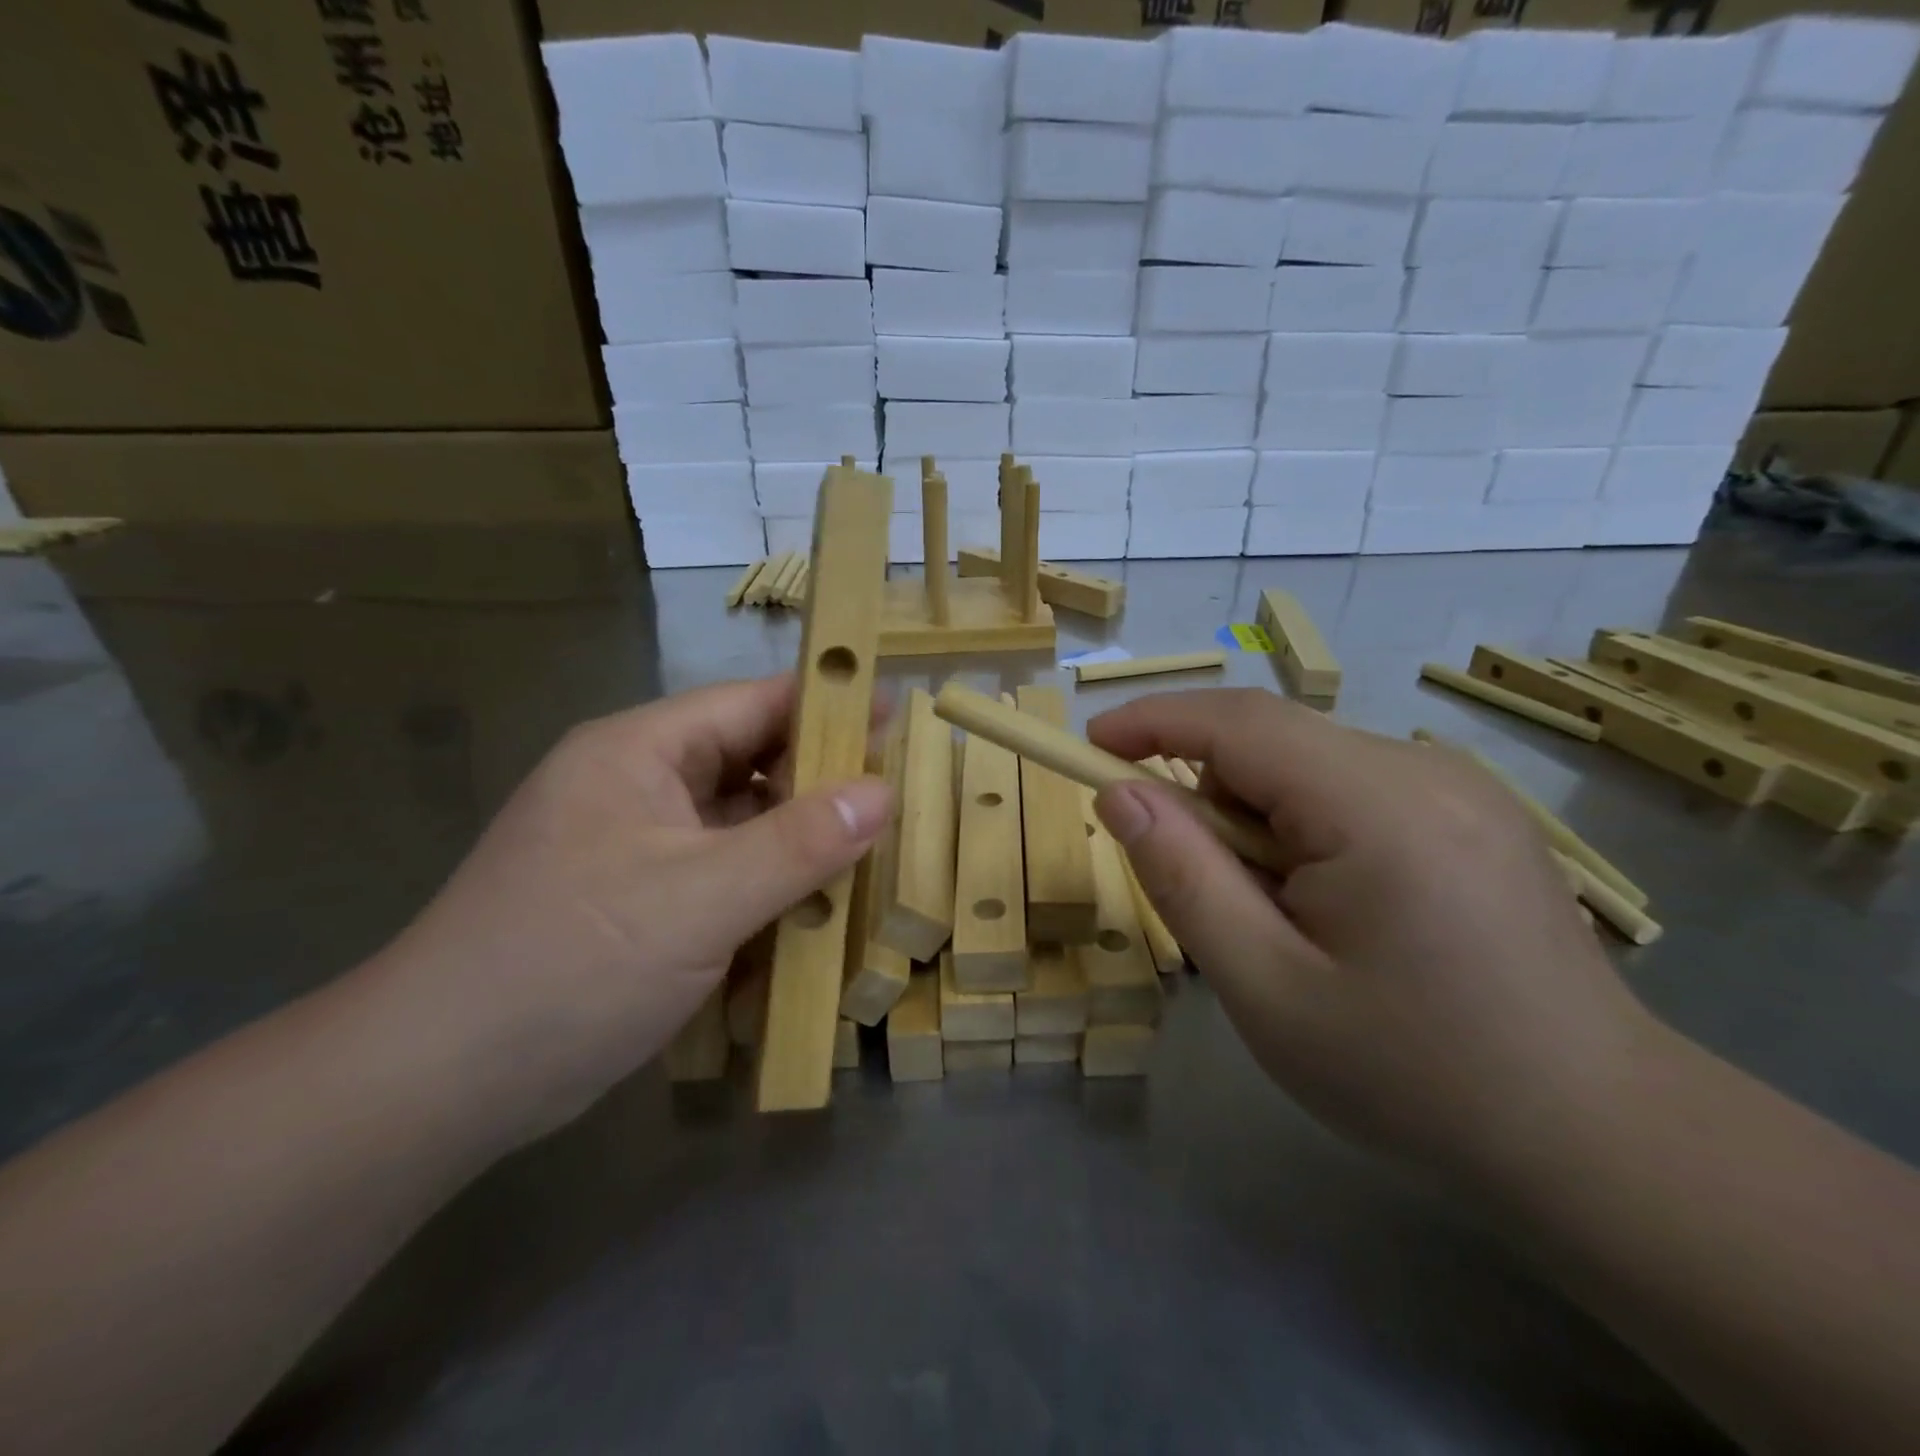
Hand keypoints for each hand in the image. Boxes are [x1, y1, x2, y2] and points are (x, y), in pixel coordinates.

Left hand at [373, 675, 890, 1144]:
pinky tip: (814, 910)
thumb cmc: (572, 963)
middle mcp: (638, 786)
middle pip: (749, 762)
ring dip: (798, 841)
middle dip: (820, 781)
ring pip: (741, 823)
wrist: (438, 1083)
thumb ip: (799, 842)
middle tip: (897, 798)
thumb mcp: (701, 898)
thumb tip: (882, 792)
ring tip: (872, 853)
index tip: (898, 717)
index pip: (752, 704)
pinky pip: (723, 873)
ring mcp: (637, 847)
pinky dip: (768, 886)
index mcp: (640, 752)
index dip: (827, 705)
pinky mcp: (640, 901)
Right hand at [1090, 689, 1661, 1187]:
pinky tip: (1340, 910)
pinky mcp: (1472, 812)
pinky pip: (1350, 789)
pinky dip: (1307, 830)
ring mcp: (1459, 787)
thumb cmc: (1415, 1077)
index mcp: (1378, 806)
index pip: (1238, 722)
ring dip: (1261, 823)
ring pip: (1307, 767)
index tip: (1088, 744)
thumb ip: (1183, 878)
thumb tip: (1118, 794)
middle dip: (1213, 800)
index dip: (1152, 721)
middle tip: (1217, 898)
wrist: (1600, 1141)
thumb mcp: (1266, 988)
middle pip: (1272, 744)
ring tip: (1288, 921)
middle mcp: (1425, 770)